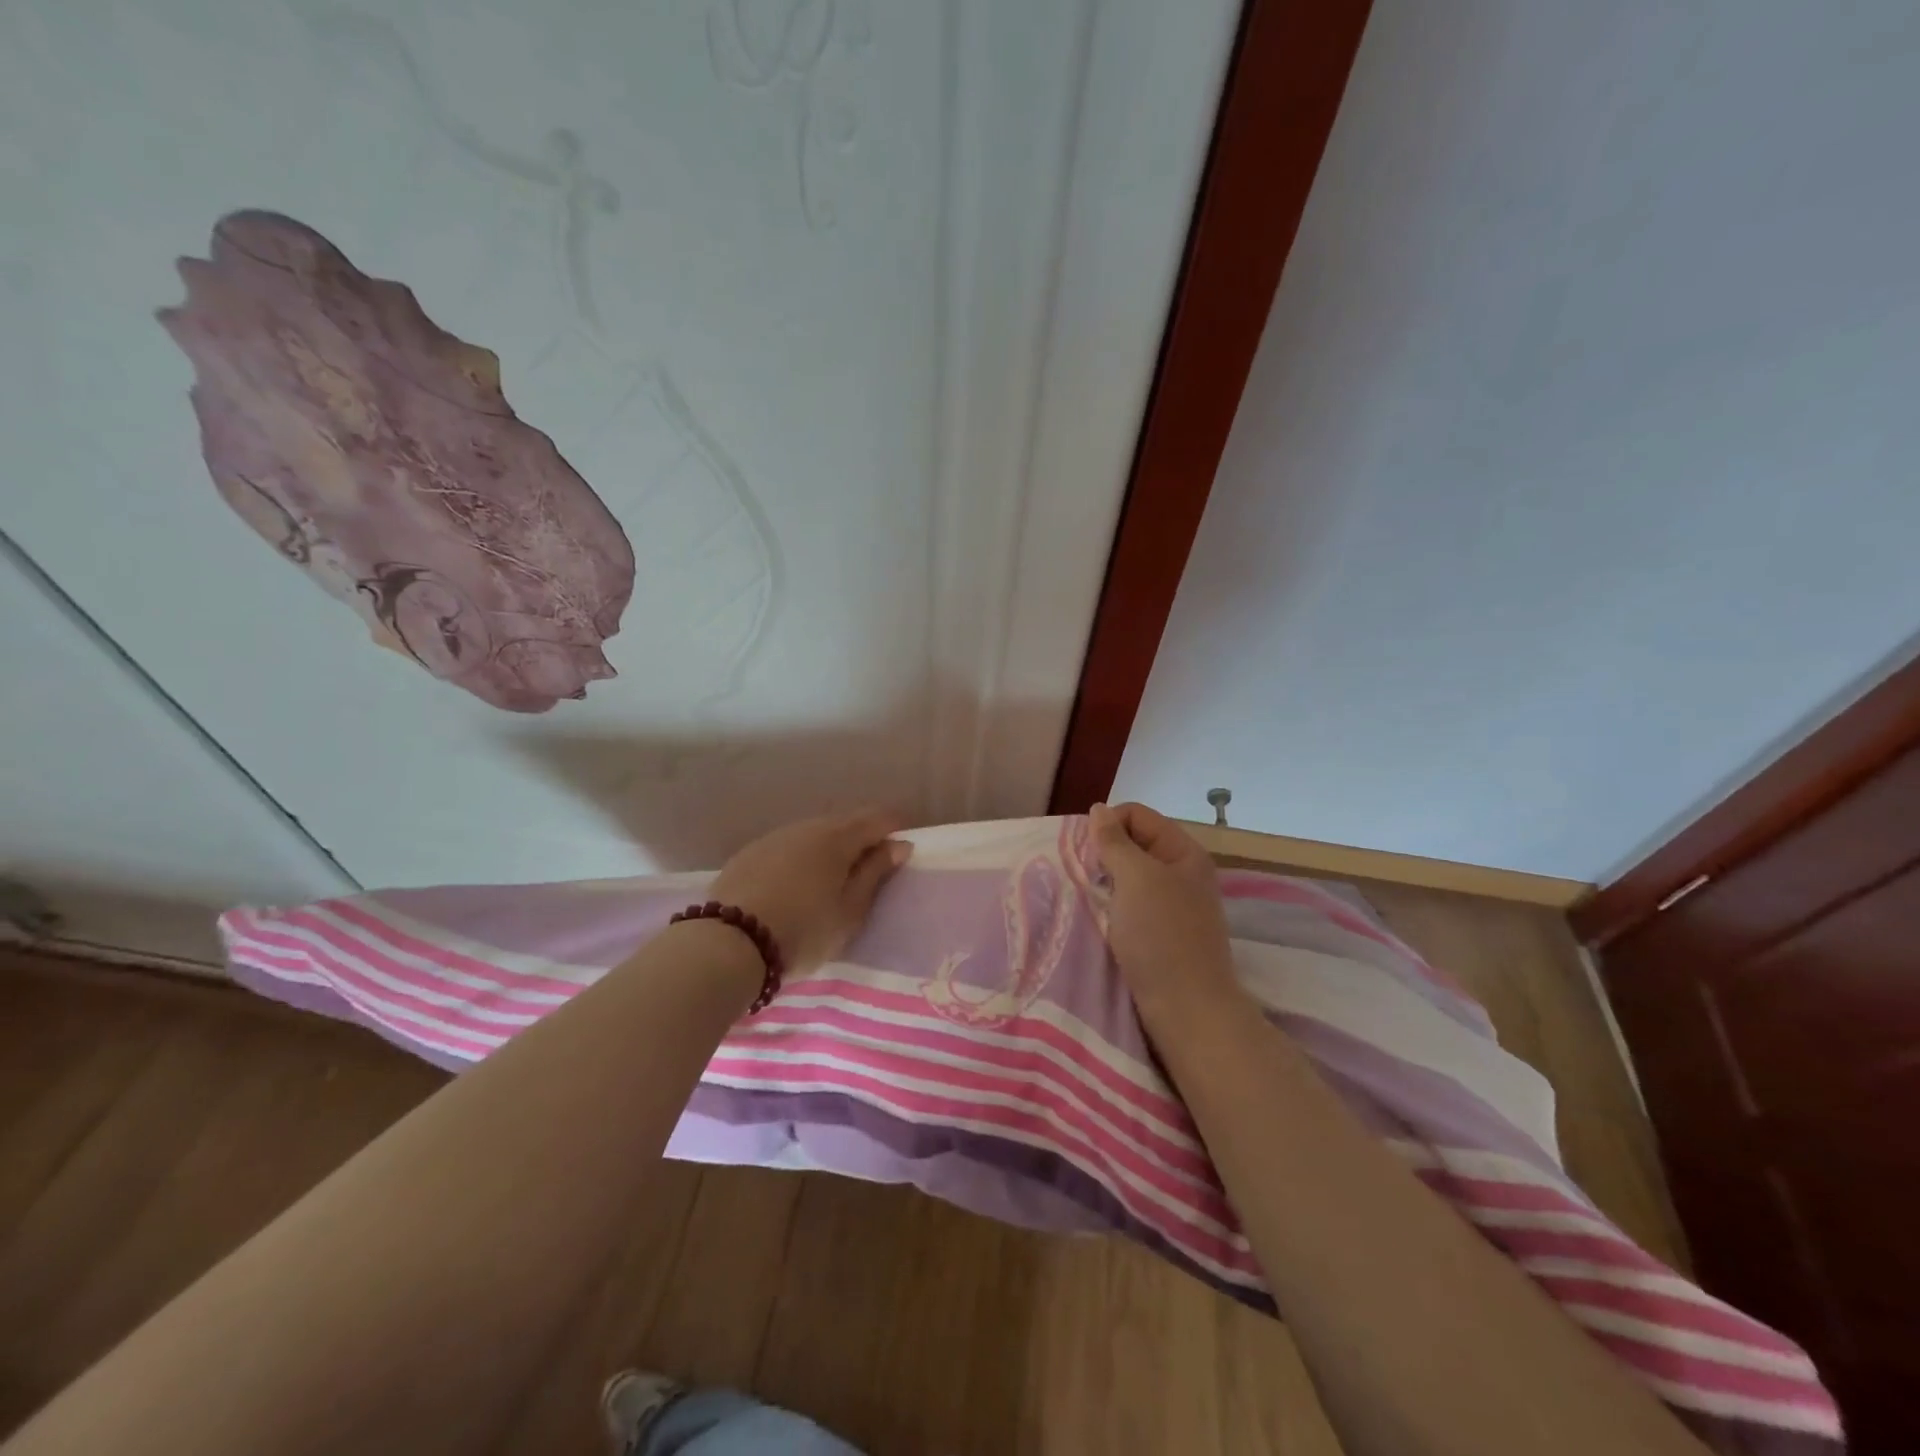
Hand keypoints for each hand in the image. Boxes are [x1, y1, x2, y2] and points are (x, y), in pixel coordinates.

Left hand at [710, 809, 911, 975]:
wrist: (730, 944)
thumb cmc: (804, 931)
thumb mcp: (850, 911)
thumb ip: (876, 873)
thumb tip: (898, 844)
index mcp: (838, 837)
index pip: (877, 819)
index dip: (894, 828)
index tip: (901, 849)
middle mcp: (807, 827)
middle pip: (844, 823)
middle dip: (861, 838)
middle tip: (869, 869)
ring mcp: (774, 837)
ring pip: (813, 833)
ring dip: (829, 847)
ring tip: (832, 878)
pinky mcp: (749, 853)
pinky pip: (787, 846)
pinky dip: (801, 857)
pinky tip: (796, 882)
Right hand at [1089, 802, 1239, 1020]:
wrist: (1187, 1009)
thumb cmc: (1162, 936)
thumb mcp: (1136, 879)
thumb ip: (1114, 841)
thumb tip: (1099, 809)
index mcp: (1183, 851)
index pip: (1137, 815)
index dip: (1107, 824)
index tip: (1083, 851)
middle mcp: (1181, 872)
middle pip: (1133, 843)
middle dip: (1103, 853)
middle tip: (1081, 874)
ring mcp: (1173, 904)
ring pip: (1129, 876)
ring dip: (1105, 881)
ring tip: (1084, 895)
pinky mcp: (1162, 932)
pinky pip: (1130, 904)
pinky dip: (1112, 905)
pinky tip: (1097, 917)